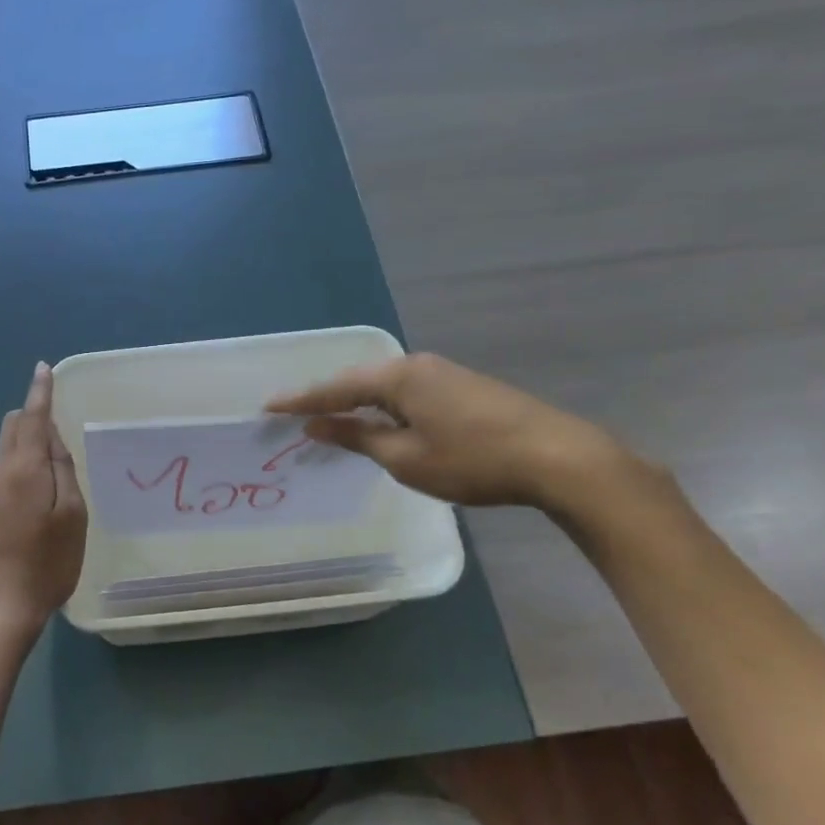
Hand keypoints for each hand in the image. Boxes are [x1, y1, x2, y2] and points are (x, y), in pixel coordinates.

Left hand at [0, 363, 88, 626]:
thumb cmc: (45, 562)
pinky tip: (45, 473)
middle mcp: (3, 471)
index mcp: (24, 466)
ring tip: (59, 442)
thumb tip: (55, 440)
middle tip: (60, 409)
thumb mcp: (71, 515)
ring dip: (30, 435)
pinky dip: (26, 455)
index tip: (44, 368)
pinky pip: (9, 465)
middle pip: (14, 426)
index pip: (33, 416)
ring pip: (10, 445)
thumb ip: (64, 471)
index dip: (40, 391)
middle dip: (33, 410)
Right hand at [266, 353, 631, 510]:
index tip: (268, 407)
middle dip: (327, 398)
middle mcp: (417, 365)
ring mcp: (443, 373)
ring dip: (356, 403)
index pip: (336, 388)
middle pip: (359, 381)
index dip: (301, 400)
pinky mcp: (462, 387)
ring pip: (385, 387)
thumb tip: (316, 424)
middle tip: (295, 414)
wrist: (556, 457)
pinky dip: (383, 407)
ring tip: (330, 419)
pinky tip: (380, 422)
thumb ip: (357, 437)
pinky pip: (407, 393)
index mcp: (398, 377)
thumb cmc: (472, 459)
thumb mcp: (405, 457)